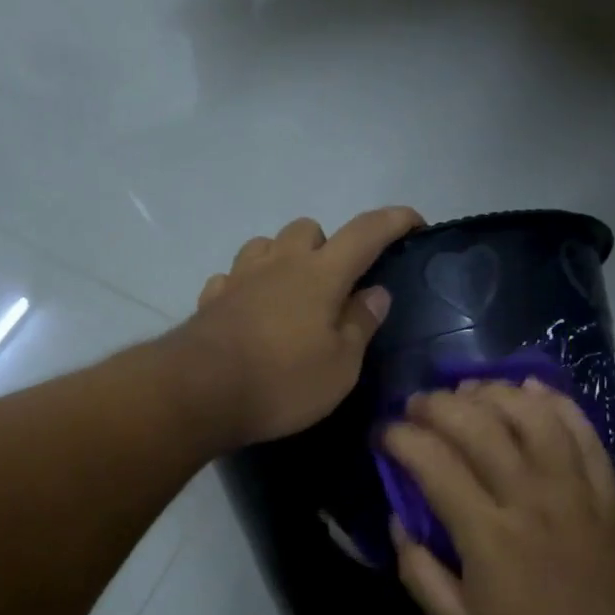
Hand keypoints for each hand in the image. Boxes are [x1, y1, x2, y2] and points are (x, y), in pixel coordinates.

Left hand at [176, 208, 422, 446]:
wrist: (200, 393)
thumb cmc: (283, 382)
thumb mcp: (340, 366)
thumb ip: (360, 324)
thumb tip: (374, 293)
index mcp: (320, 274)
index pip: (366, 232)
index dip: (394, 221)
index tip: (414, 222)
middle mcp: (278, 263)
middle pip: (307, 228)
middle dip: (327, 245)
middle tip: (335, 286)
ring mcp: (239, 278)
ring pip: (265, 245)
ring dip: (282, 259)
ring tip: (291, 295)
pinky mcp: (210, 300)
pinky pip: (232, 278)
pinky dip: (246, 287)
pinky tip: (249, 312)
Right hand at [382, 378, 614, 614]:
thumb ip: (419, 573)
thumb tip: (398, 521)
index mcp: (487, 534)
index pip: (433, 462)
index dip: (399, 438)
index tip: (381, 434)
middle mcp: (529, 497)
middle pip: (479, 424)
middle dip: (437, 404)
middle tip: (415, 405)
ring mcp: (574, 488)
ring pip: (531, 414)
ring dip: (492, 392)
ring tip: (466, 391)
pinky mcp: (608, 489)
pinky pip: (582, 429)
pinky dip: (553, 401)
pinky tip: (529, 390)